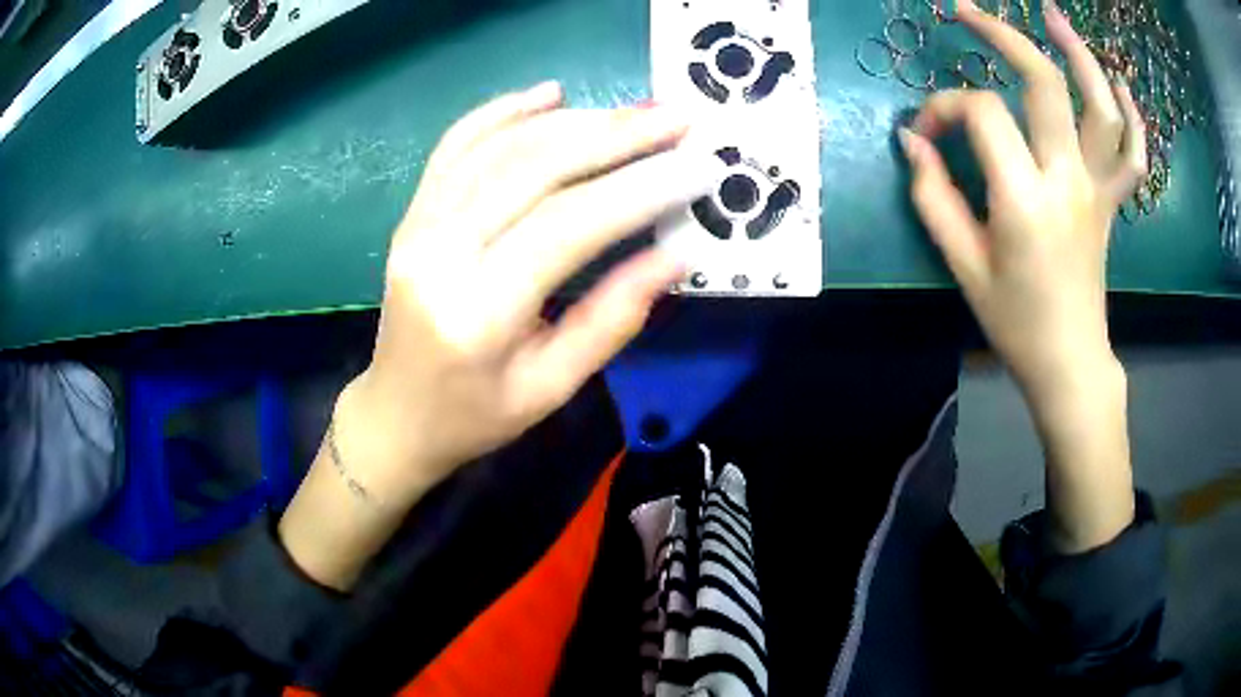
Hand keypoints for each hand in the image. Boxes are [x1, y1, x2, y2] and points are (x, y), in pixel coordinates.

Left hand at [280, 84, 715, 588]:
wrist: (396, 415)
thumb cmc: (475, 416)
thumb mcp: (551, 387)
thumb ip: (613, 318)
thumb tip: (677, 254)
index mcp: (476, 313)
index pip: (567, 226)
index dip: (638, 189)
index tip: (698, 166)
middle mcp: (437, 255)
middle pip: (531, 168)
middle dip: (614, 136)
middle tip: (675, 118)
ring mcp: (416, 226)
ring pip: (499, 148)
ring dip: (572, 120)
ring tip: (633, 112)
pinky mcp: (411, 214)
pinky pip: (455, 145)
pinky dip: (503, 112)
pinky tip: (549, 94)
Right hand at [900, 0, 1141, 551]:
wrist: (1069, 363)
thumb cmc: (1015, 323)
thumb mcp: (963, 265)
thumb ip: (933, 196)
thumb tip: (912, 141)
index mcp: (1025, 199)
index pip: (981, 115)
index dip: (944, 108)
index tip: (926, 134)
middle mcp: (1068, 181)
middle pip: (1043, 83)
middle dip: (1002, 36)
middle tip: (968, 11)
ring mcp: (1098, 189)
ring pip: (1100, 107)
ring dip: (1079, 54)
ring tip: (1054, 17)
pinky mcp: (1112, 203)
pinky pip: (1133, 153)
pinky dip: (1131, 115)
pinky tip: (1120, 86)